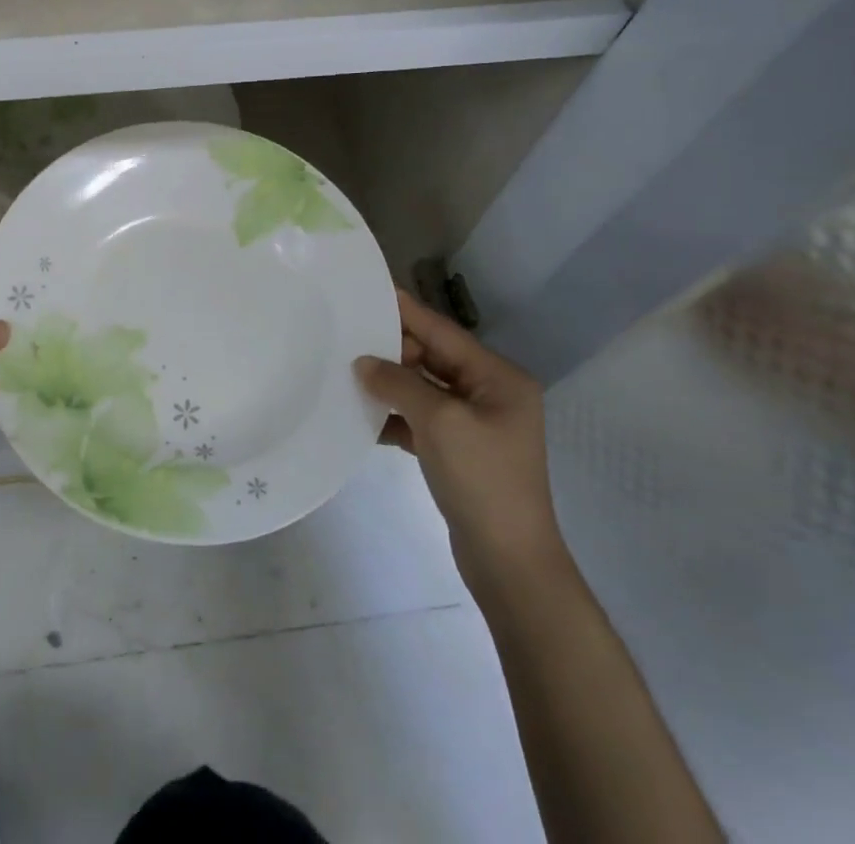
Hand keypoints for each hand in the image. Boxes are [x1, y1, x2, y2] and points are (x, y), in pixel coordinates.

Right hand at [356, 291, 568, 599]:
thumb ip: (399, 383)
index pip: (442, 331)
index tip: (367, 289)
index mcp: (498, 378)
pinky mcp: (460, 451)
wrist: (509, 563)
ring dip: (389, 384)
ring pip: (423, 389)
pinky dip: (394, 416)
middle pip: (432, 357)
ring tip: (345, 371)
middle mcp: (490, 393)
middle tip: (345, 335)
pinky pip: (421, 419)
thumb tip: (363, 362)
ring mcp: (476, 424)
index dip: (404, 310)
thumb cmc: (482, 481)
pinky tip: (361, 416)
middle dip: (391, 349)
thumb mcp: (439, 422)